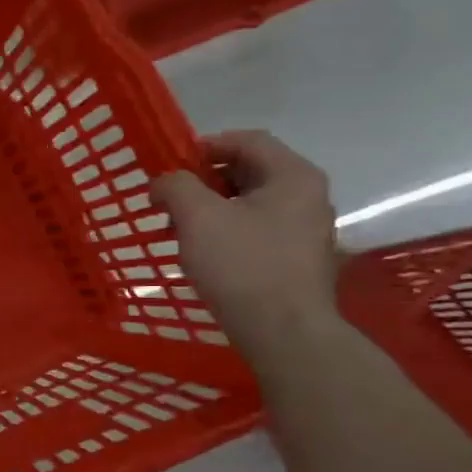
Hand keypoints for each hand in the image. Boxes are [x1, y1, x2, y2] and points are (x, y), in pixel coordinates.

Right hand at [151, 130, 341, 356]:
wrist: (282, 331)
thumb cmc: (241, 264)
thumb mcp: (197, 216)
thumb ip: (176, 186)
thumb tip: (164, 182)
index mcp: (293, 176)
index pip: (247, 140)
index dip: (204, 145)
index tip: (169, 165)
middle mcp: (307, 196)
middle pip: (249, 170)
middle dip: (203, 180)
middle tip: (169, 198)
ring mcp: (305, 229)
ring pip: (249, 202)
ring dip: (210, 207)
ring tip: (178, 227)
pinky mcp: (295, 258)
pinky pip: (255, 228)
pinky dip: (225, 229)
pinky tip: (201, 251)